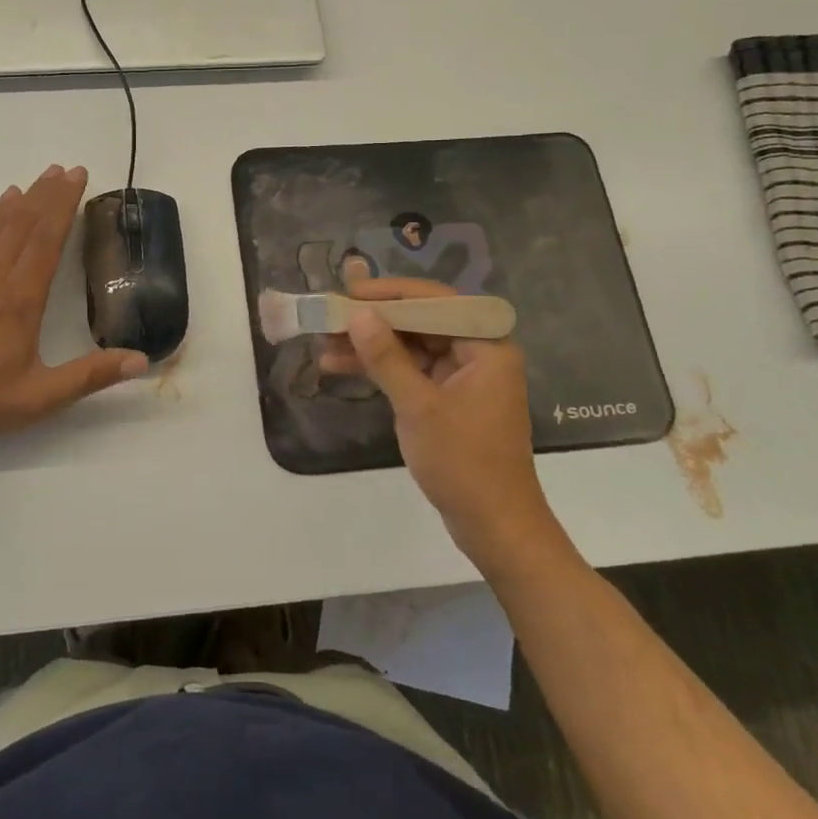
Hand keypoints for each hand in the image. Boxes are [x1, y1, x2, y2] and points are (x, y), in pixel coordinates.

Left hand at [0, 165, 148, 453]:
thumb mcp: (43, 397)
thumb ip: (91, 376)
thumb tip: (142, 360)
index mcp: (20, 301)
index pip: (45, 241)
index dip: (62, 206)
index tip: (78, 178)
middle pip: (25, 225)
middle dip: (48, 194)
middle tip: (68, 168)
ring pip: (1, 228)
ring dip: (24, 199)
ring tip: (43, 176)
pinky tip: (4, 204)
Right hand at [317, 273, 560, 567]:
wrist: (494, 526)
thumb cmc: (463, 463)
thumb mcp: (418, 406)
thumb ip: (386, 357)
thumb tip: (357, 314)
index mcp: (486, 345)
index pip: (436, 301)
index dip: (390, 293)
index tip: (349, 292)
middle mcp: (478, 352)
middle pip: (420, 321)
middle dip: (374, 320)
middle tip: (330, 316)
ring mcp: (463, 375)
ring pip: (411, 345)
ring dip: (370, 345)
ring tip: (323, 344)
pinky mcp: (448, 396)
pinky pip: (411, 369)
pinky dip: (380, 368)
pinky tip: (341, 366)